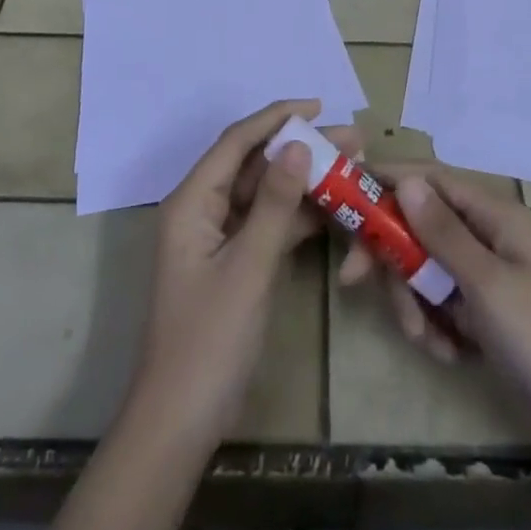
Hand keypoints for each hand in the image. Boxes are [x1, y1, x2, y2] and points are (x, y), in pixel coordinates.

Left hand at [128, 99, 357, 450]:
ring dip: (303, 180)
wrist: (180, 423)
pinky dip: (296, 214)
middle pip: (253, 164)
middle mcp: (202, 209)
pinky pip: (267, 223)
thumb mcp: (248, 267)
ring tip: (351, 165)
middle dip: (299, 148)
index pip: (237, 142)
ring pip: (263, 193)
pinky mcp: (233, 262)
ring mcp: (218, 237)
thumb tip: (298, 145)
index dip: (276, 118)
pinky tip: (333, 207)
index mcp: (192, 200)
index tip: (319, 106)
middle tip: (350, 139)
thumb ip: (275, 204)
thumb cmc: (209, 340)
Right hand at [345, 167, 530, 450]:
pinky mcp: (481, 307)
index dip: (388, 180)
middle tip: (354, 282)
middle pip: (419, 226)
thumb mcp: (485, 283)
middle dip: (392, 257)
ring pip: (424, 267)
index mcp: (494, 214)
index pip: (431, 178)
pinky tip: (449, 353)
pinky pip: (439, 300)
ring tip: (426, 339)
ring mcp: (484, 272)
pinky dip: (434, 324)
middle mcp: (486, 233)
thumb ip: (441, 231)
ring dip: (414, 302)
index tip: (346, 189)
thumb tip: (405, 179)